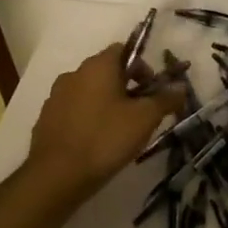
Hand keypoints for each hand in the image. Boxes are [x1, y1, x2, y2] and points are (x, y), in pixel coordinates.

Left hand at [23, 44, 179, 204]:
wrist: (55, 177)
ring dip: (107, 102)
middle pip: (107, 71)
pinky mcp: (46, 119)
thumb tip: (181, 88)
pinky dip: (88, 118)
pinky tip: (97, 141)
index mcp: (98, 66)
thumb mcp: (145, 119)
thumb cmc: (105, 139)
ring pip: (89, 91)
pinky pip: (74, 110)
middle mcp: (74, 74)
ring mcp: (56, 97)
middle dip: (127, 86)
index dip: (142, 67)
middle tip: (141, 112)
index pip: (124, 50)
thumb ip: (166, 99)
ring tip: (120, 129)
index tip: (152, 90)